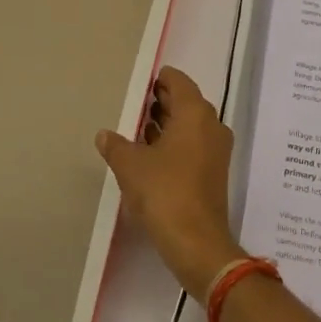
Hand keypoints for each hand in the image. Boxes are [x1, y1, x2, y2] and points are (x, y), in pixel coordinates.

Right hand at [96, 66, 243, 299]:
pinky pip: (193, 144)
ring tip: (138, 128)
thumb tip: (104, 134)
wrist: (196, 242)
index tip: (141, 84)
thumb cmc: (164, 192)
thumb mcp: (130, 166)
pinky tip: (151, 153)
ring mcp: (216, 149)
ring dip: (167, 123)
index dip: (160, 79)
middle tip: (135, 105)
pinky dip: (175, 142)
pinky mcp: (214, 171)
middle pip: (186, 102)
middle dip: (161, 101)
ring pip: (190, 125)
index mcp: (195, 113)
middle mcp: (211, 125)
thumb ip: (116, 145)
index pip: (179, 81)